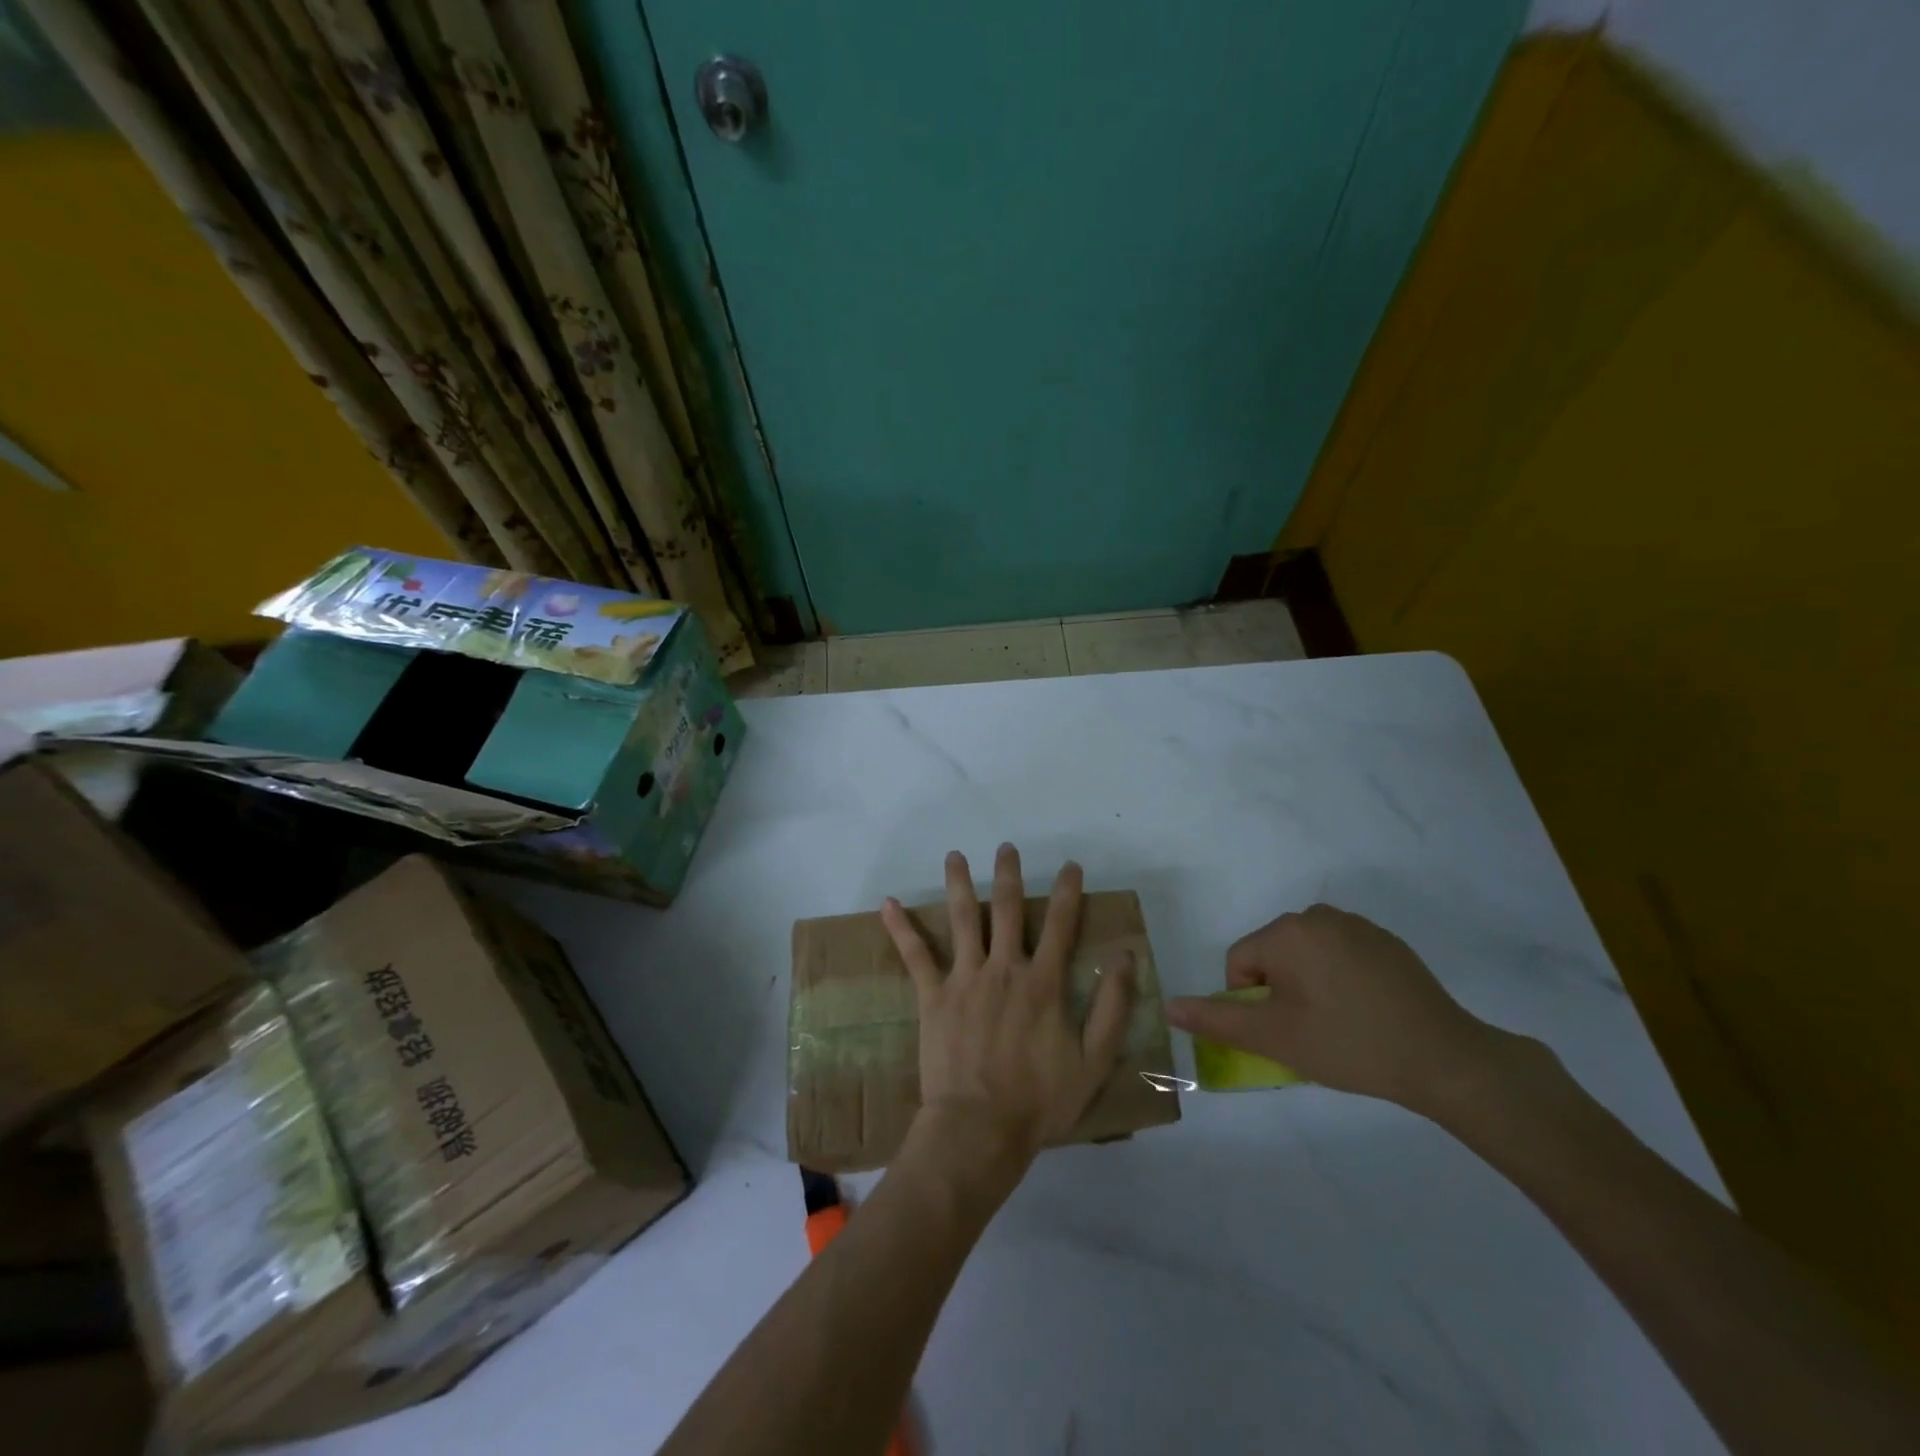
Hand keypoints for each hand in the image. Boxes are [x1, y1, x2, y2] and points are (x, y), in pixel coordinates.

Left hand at [881, 845, 1135, 1175]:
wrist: (980, 1129)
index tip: (1069, 866)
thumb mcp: (1093, 1061)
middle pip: (1008, 909)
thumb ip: (1113, 1007)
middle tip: (1006, 848)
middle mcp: (1004, 969)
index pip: (1060, 925)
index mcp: (1043, 982)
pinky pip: (915, 955)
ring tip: (954, 856)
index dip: (1067, 892)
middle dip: (1009, 875)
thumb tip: (1126, 957)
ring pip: (963, 919)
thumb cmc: (1039, 1101)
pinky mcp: (933, 996)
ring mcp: (965, 979)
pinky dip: (901, 928)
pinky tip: (887, 903)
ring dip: (959, 884)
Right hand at [1164, 903, 1514, 1112]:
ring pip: (1306, 956)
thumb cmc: (1349, 1045)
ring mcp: (1357, 925)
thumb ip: (1217, 1020)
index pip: (1240, 962)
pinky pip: (1340, 955)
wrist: (1446, 1059)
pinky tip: (1366, 1012)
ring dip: (1308, 985)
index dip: (1252, 1002)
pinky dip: (1340, 979)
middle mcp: (1317, 915)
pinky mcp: (1386, 941)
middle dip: (1280, 991)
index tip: (1284, 1032)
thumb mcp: (1275, 1038)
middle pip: (1273, 954)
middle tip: (1310, 1031)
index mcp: (1287, 931)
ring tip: (1340, 1024)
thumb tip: (1169, 1007)